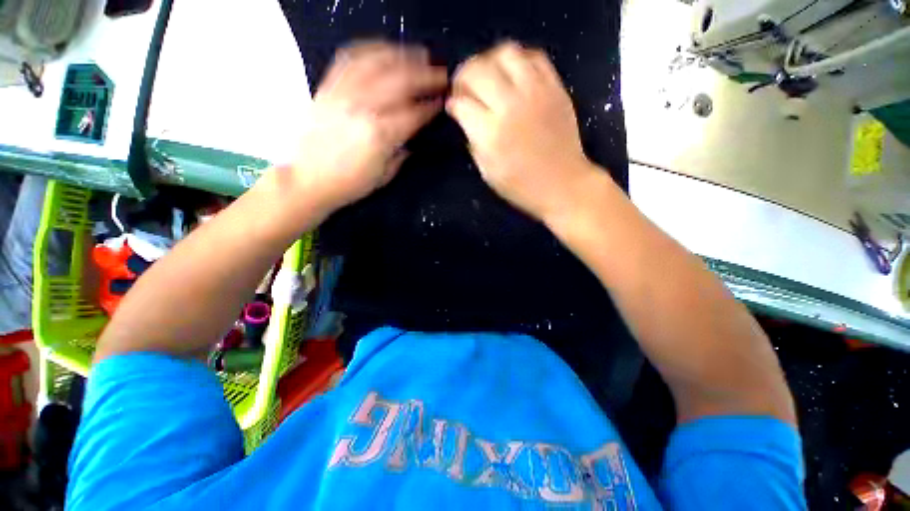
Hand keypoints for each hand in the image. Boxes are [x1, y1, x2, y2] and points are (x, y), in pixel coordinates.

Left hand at [293, 42, 446, 214]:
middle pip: (400, 81)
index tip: (442, 101)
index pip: (414, 113)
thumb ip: (402, 153)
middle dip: (425, 75)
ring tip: (419, 55)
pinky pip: (350, 58)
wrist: (308, 179)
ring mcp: (343, 93)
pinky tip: (384, 50)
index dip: (431, 106)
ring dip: (403, 55)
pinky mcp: (328, 87)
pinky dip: (370, 50)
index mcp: (380, 135)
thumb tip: (413, 136)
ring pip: (377, 62)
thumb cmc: (350, 183)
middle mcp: (363, 107)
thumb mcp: (384, 175)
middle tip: (441, 74)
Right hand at [447, 42, 598, 221]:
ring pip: (505, 53)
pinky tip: (513, 74)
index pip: (461, 103)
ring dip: (490, 61)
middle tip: (465, 89)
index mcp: (491, 134)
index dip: (453, 104)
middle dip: (464, 77)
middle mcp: (511, 106)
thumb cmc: (521, 186)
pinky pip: (535, 57)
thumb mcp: (487, 172)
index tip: (454, 108)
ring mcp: (536, 93)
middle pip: (477, 70)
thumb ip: (473, 140)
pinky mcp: (555, 88)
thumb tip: (465, 116)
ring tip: (488, 76)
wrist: (562, 184)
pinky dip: (519, 60)